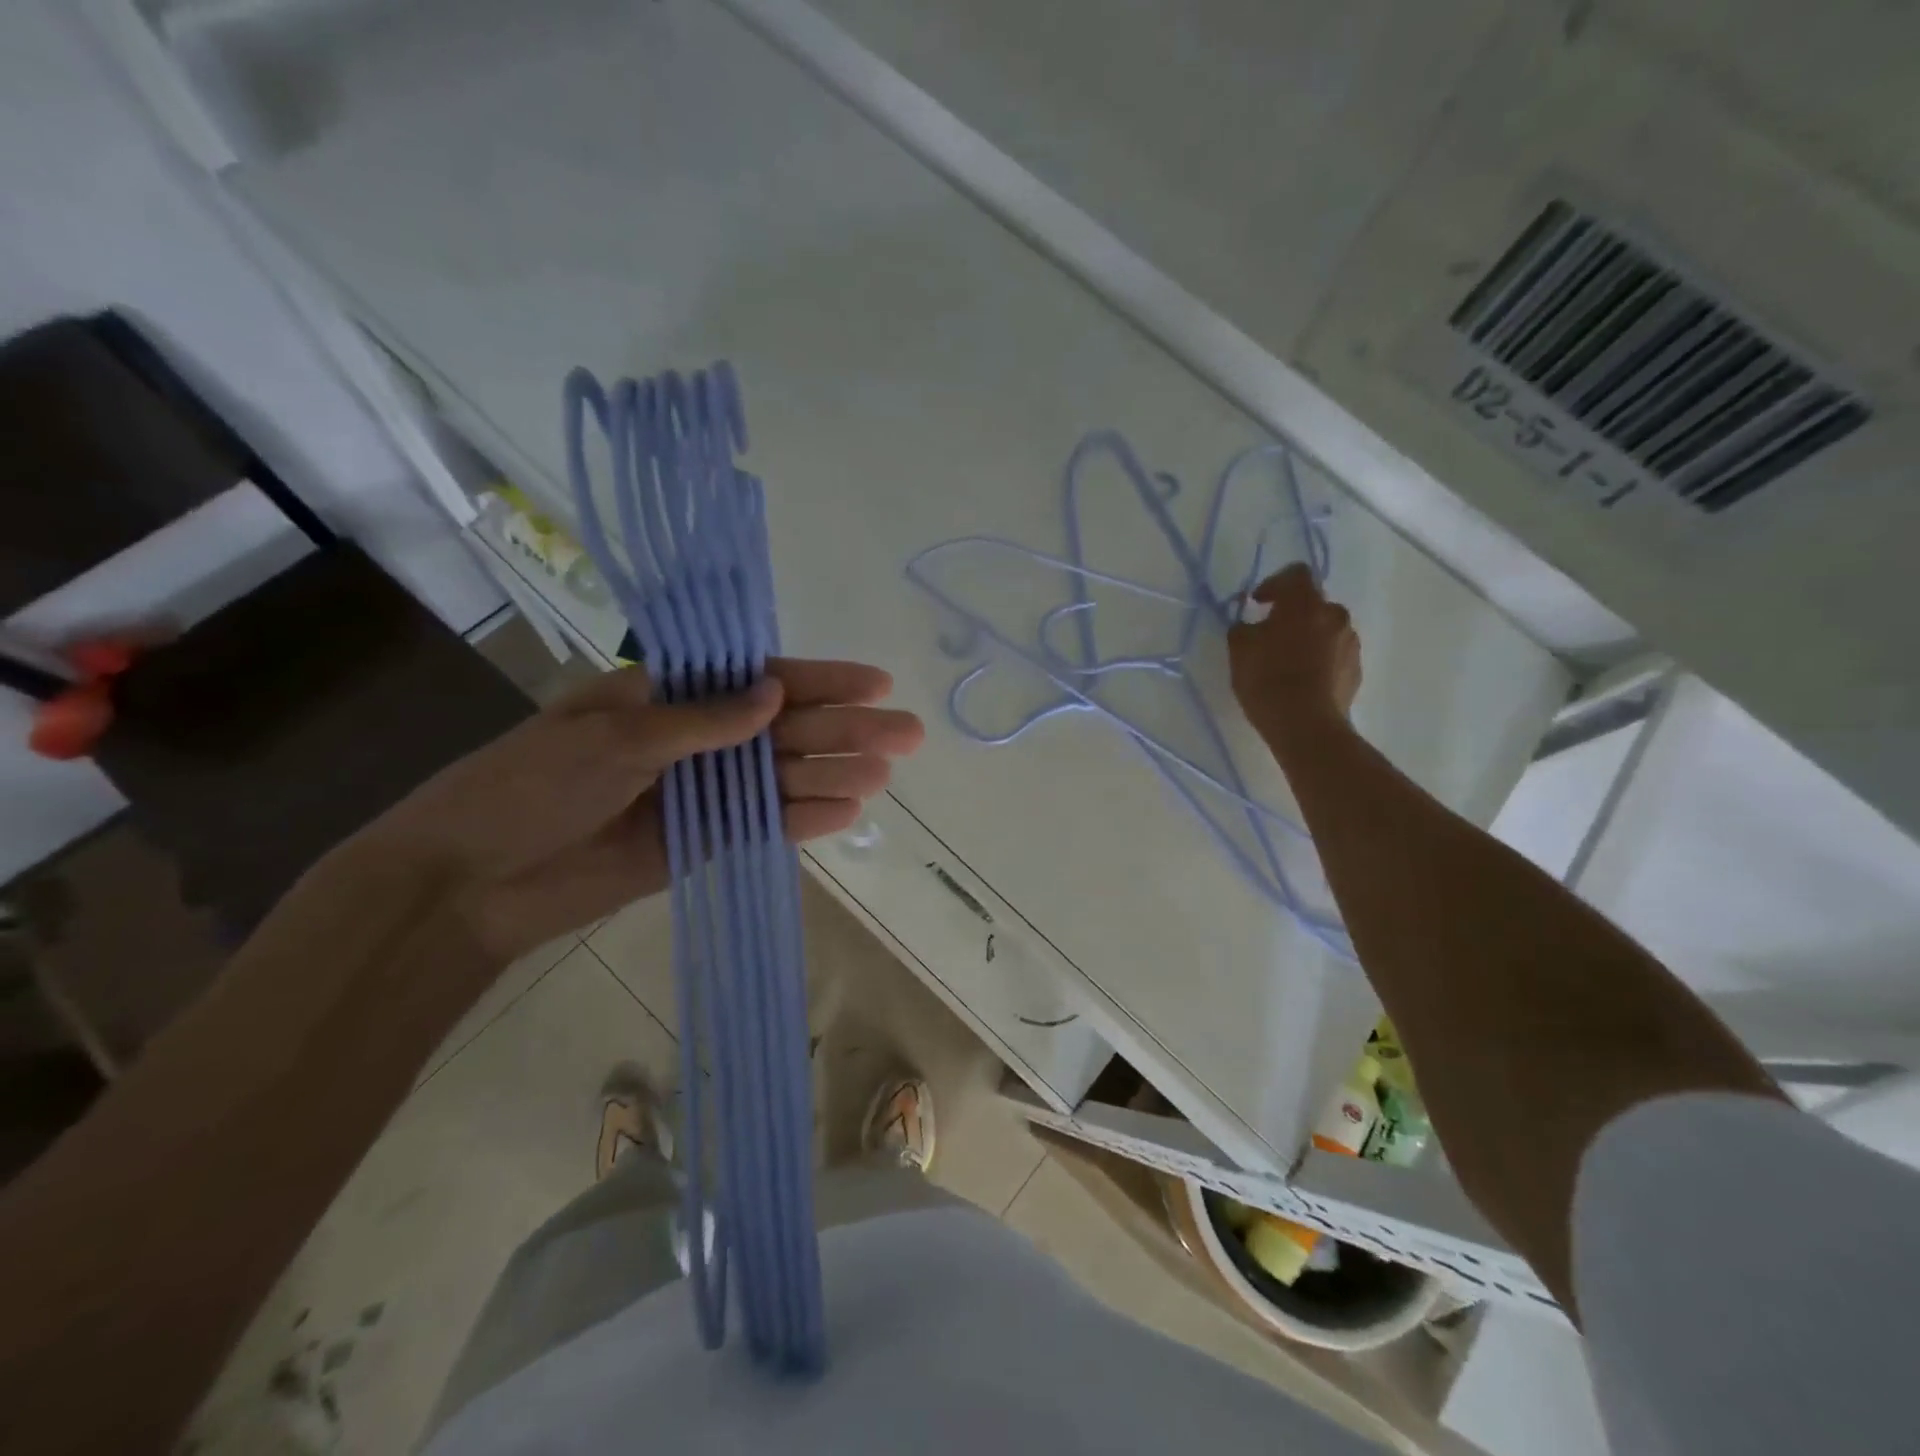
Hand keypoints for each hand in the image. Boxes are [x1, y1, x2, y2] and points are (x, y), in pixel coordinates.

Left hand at [360, 659, 923, 959]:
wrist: (472, 882)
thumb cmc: (529, 787)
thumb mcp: (614, 739)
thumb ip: (700, 721)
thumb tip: (775, 693)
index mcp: (667, 696)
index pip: (758, 679)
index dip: (821, 679)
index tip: (877, 682)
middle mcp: (693, 739)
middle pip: (783, 729)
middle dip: (845, 728)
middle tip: (908, 734)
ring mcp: (701, 792)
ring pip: (781, 777)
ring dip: (833, 773)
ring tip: (885, 774)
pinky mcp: (700, 840)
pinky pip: (761, 824)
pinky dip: (801, 819)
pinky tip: (846, 812)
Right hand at [1227, 564, 1361, 739]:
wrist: (1306, 724)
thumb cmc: (1267, 679)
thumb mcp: (1239, 650)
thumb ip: (1243, 628)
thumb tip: (1250, 626)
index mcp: (1305, 604)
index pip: (1296, 573)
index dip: (1274, 583)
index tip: (1258, 603)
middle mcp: (1334, 615)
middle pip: (1313, 604)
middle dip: (1292, 614)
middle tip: (1270, 635)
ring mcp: (1350, 643)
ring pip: (1326, 629)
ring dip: (1308, 637)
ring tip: (1287, 662)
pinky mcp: (1356, 669)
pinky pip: (1335, 655)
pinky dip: (1320, 660)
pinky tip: (1303, 680)